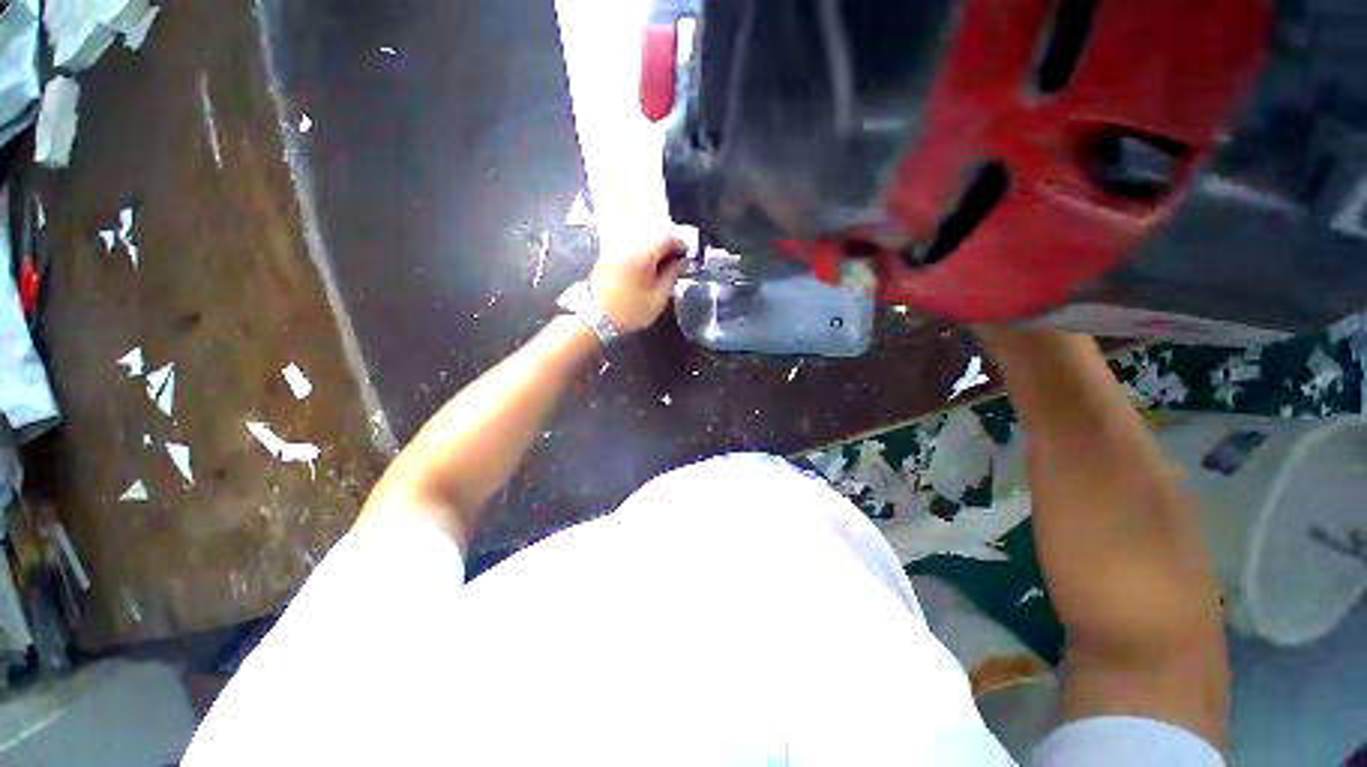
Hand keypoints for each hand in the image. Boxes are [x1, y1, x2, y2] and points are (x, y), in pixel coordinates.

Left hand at [590, 235, 688, 333]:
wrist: (594, 317)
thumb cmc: (630, 310)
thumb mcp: (658, 297)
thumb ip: (672, 275)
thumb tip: (682, 261)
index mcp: (643, 252)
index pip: (667, 236)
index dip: (681, 244)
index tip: (688, 258)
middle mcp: (629, 243)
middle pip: (654, 233)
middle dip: (669, 245)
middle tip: (677, 262)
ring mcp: (616, 247)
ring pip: (642, 238)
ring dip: (655, 248)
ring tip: (663, 265)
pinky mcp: (608, 254)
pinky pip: (631, 245)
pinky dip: (642, 251)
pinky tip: (647, 267)